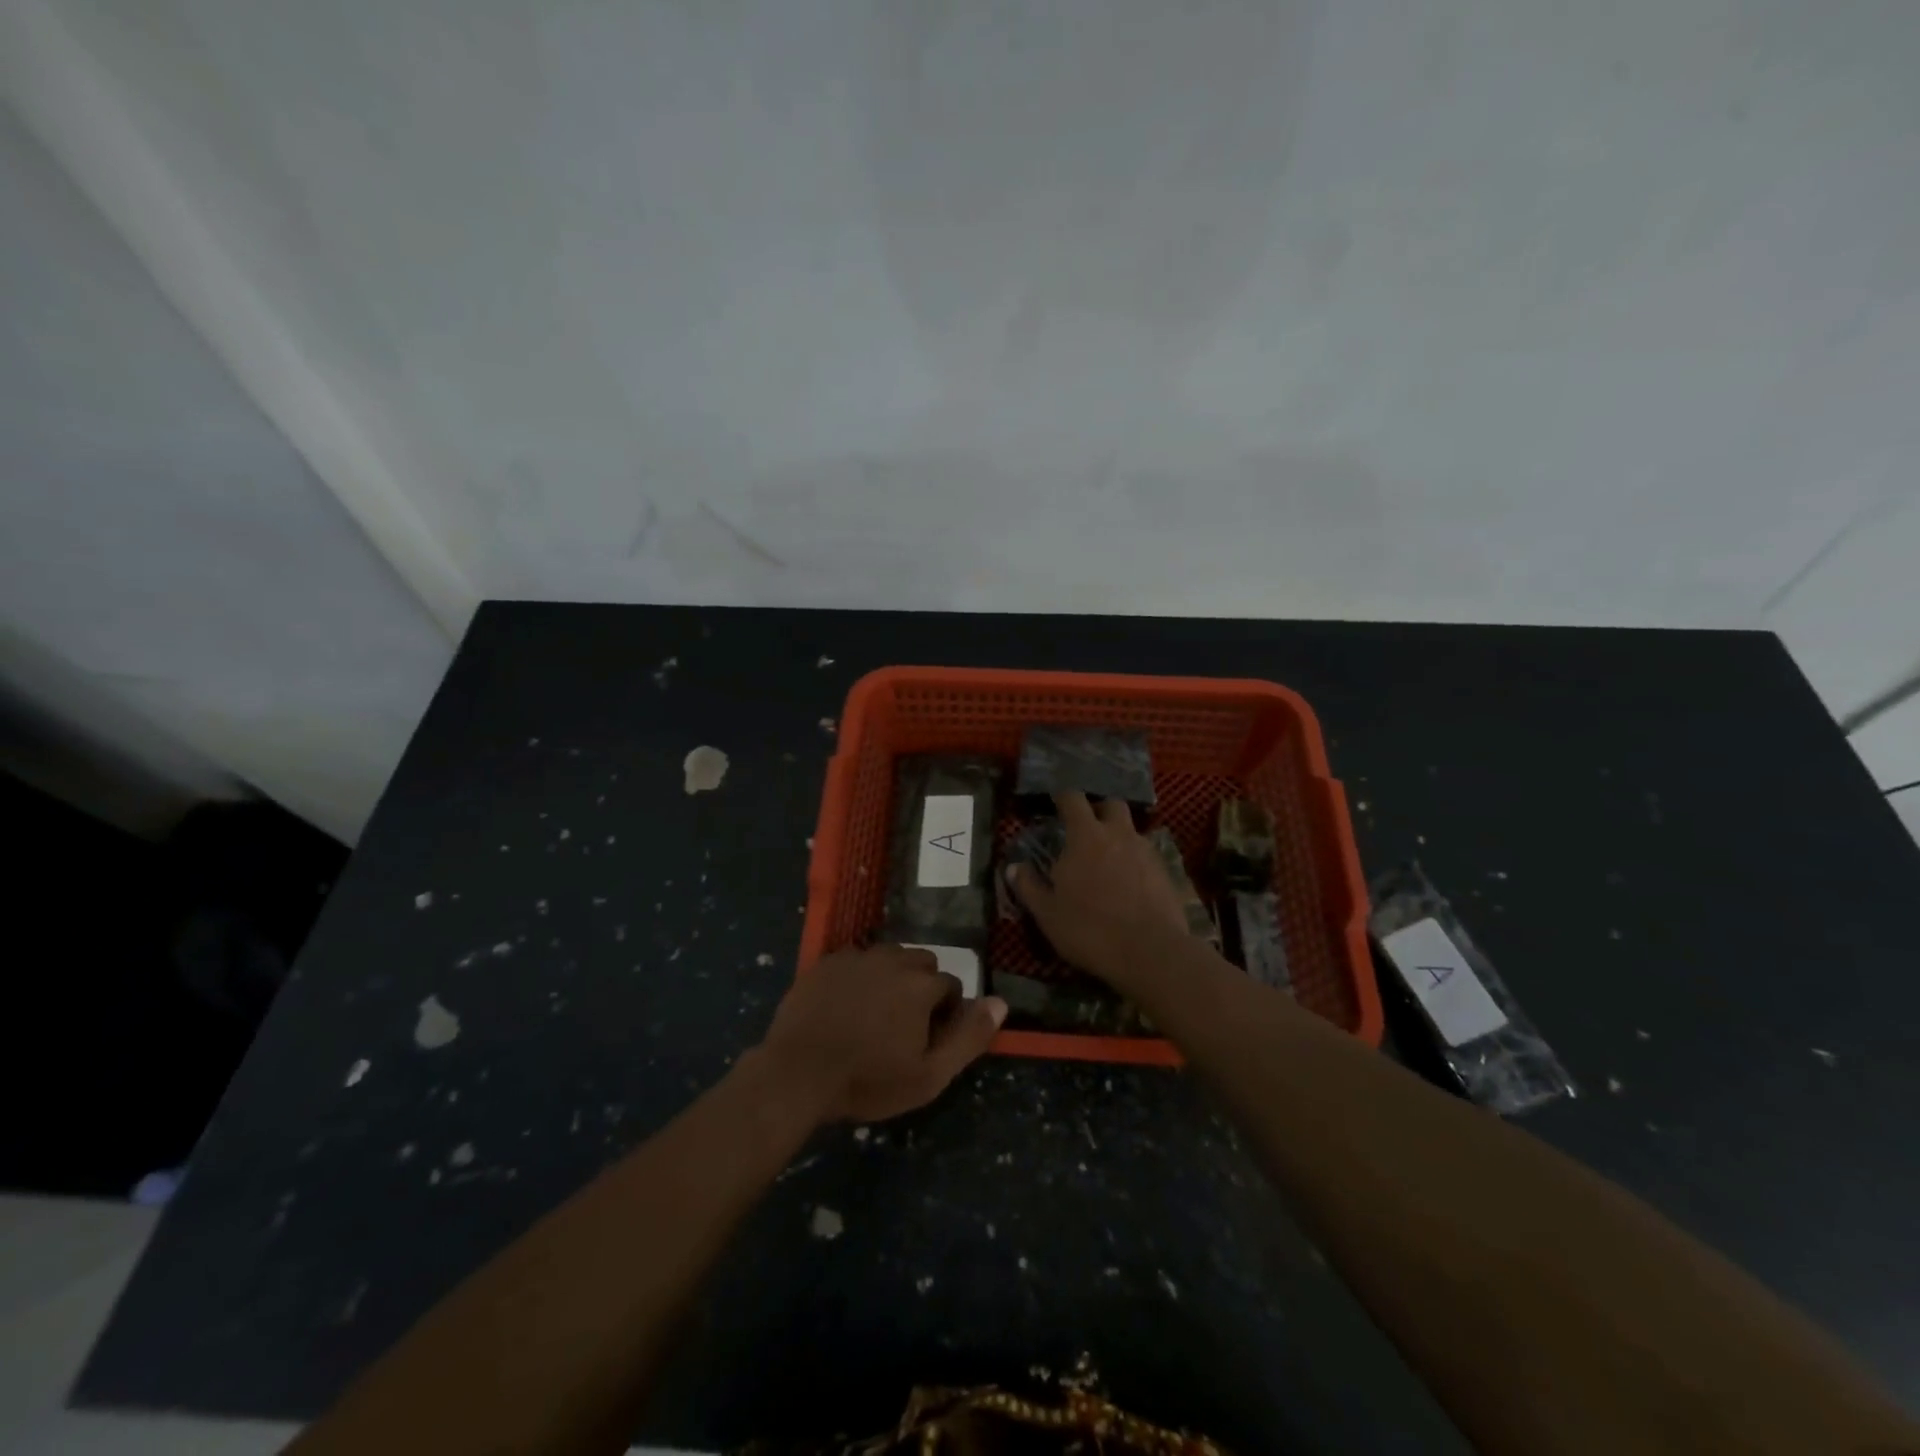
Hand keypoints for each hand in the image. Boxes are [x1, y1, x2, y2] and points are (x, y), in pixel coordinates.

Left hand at [755, 944, 1006, 1124]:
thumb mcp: (928, 1076)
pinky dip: (859, 977)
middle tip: (903, 1025)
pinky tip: (845, 1006)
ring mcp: (856, 957)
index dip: (945, 1013)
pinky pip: (855, 960)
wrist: (797, 1073)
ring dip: (891, 977)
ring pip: (889, 957)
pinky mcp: (827, 961)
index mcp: (921, 985)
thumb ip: (969, 1037)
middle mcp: (893, 960)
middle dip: (921, 988)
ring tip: (875, 1013)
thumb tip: (1000, 1003)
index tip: (927, 1039)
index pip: (950, 986)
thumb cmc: (867, 1080)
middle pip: (921, 964)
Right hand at [1008, 791, 1191, 988]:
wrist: (1151, 953)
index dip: (1062, 797)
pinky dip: (1135, 860)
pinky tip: (1129, 882)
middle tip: (1085, 827)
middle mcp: (1119, 834)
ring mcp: (1146, 851)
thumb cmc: (1090, 929)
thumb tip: (1013, 867)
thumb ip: (1028, 886)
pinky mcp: (1166, 872)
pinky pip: (1146, 855)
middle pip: (1111, 804)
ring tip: (1107, 859)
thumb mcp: (1048, 913)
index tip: (1055, 802)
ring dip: (1118, 836)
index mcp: (1086, 836)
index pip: (1073, 798)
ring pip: (1131, 829)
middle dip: (1098, 809)